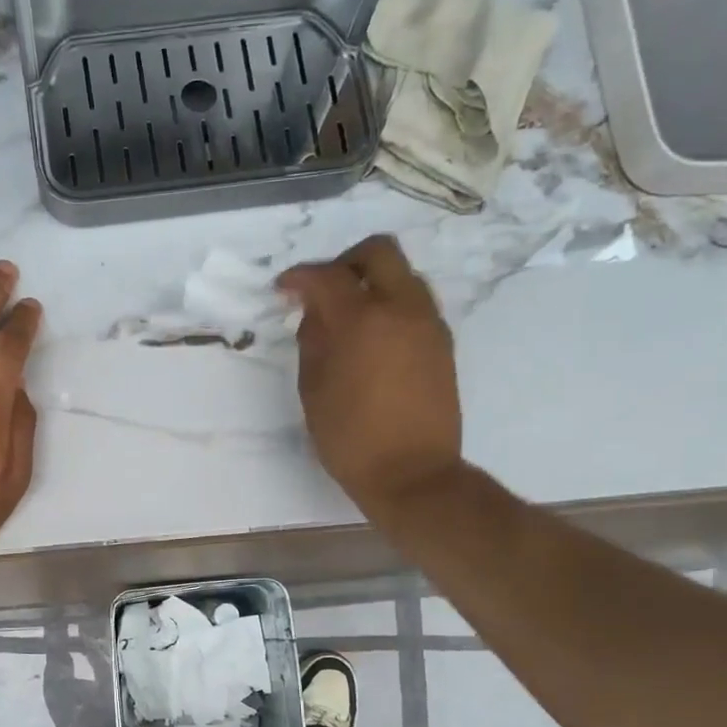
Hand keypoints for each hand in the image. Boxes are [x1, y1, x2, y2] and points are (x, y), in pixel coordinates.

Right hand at [279, 236, 462, 521]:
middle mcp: (402, 309)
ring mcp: (429, 324)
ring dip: (372, 283)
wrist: (413, 474)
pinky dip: (391, 307)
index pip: (327, 276)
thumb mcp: (314, 390)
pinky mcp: (443, 344)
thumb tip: (317, 315)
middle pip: (378, 252)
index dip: (299, 277)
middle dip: (344, 263)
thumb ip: (313, 342)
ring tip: (349, 318)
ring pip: (403, 276)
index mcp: (362, 320)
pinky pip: (415, 305)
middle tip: (323, 291)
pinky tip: (373, 340)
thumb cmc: (350, 438)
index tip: (283, 289)